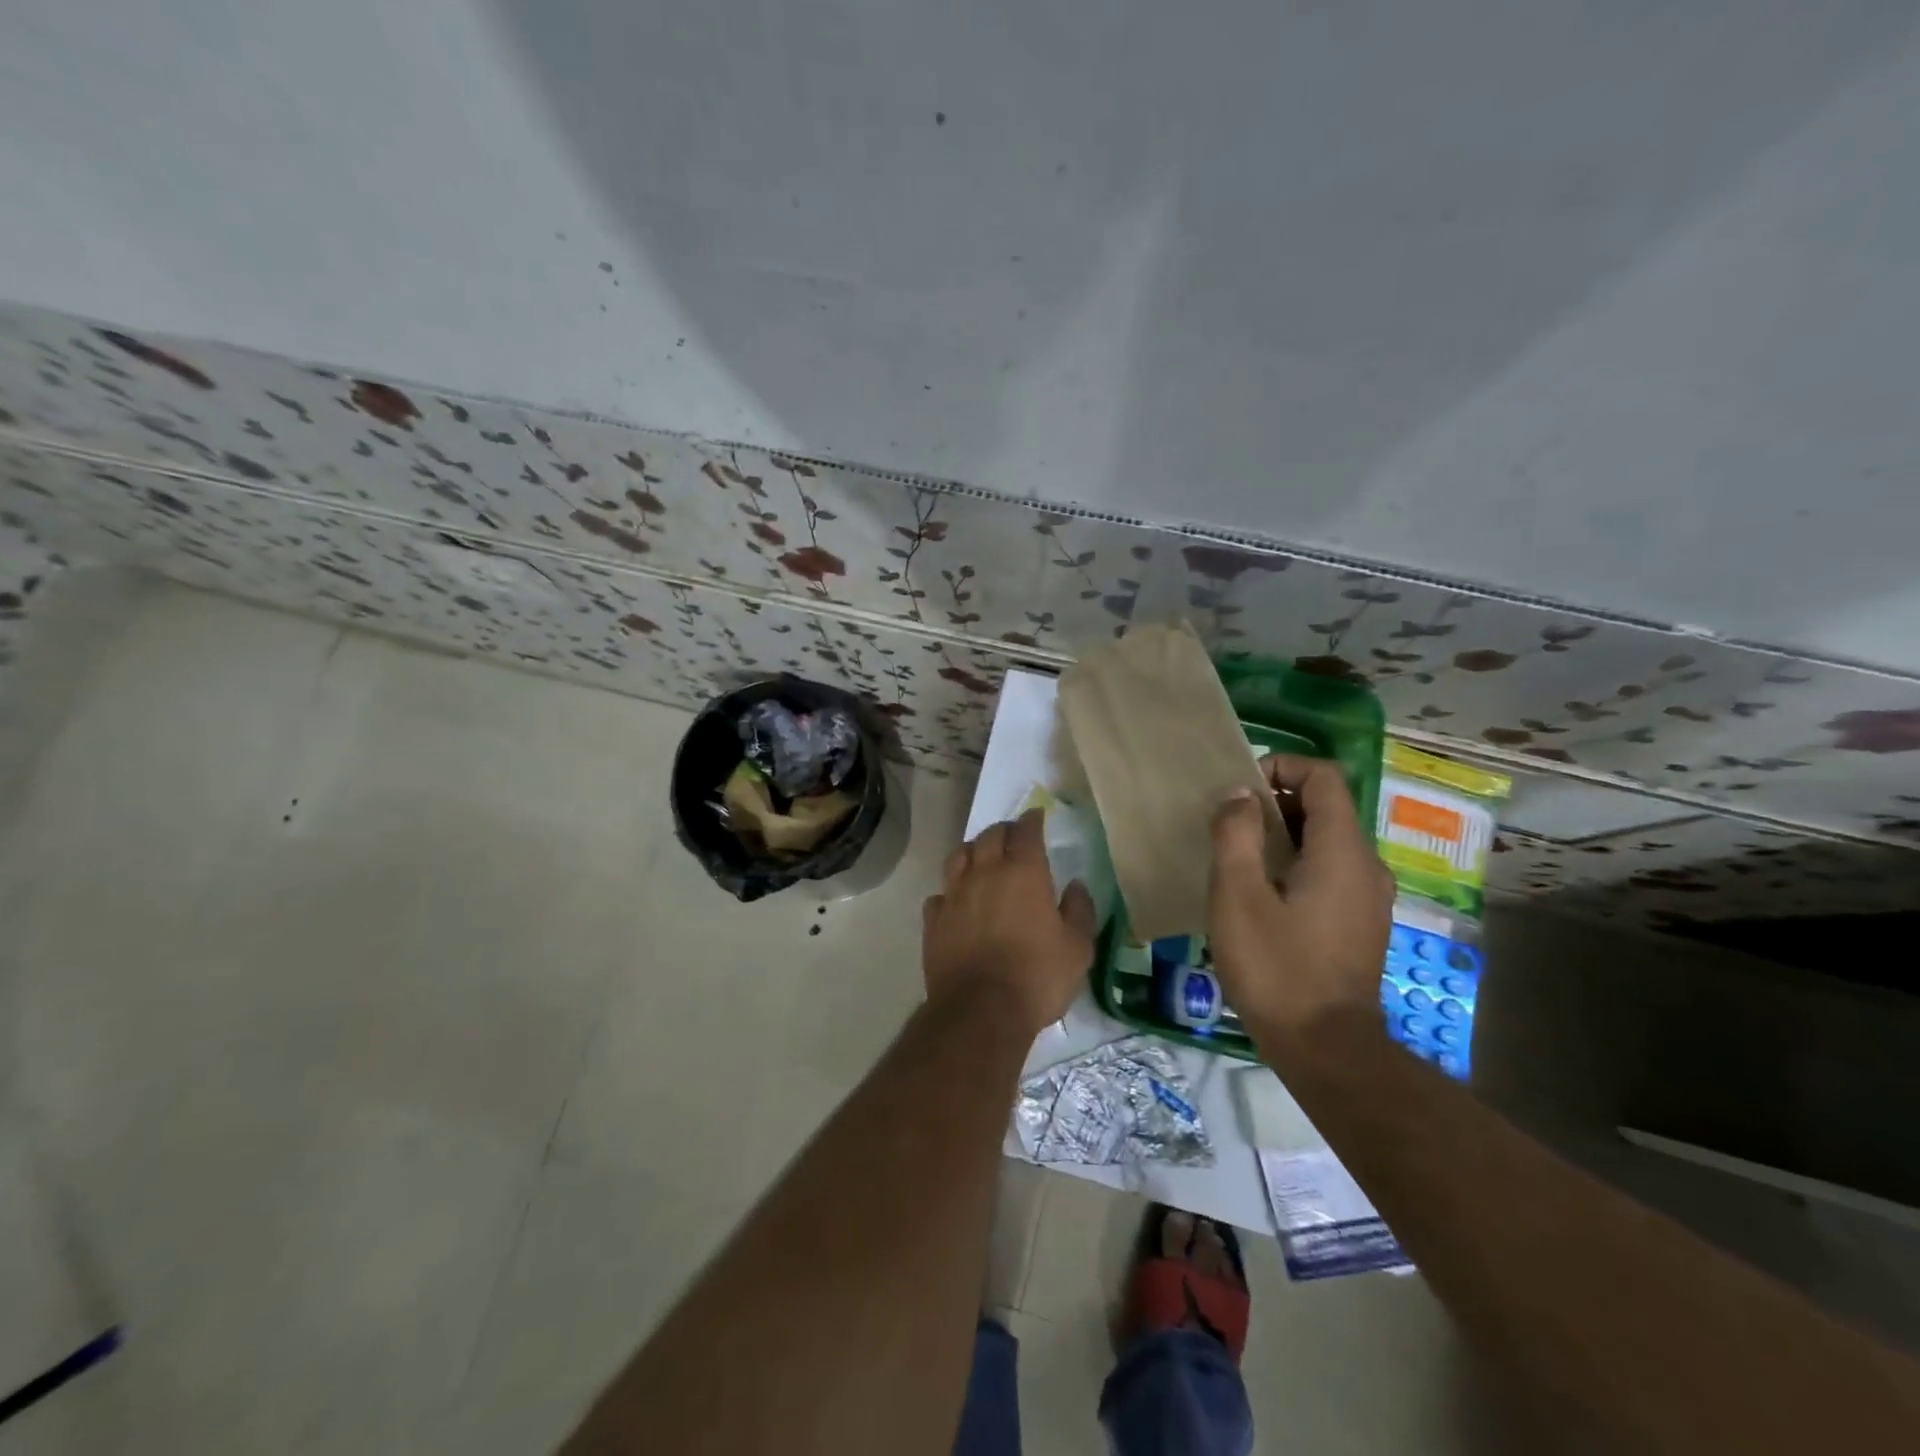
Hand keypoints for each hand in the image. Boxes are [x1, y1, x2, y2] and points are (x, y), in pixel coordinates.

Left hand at [923, 808, 1096, 1035]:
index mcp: (1023, 873)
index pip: (1026, 831)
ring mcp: (954, 895)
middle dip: (1003, 831)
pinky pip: (940, 894)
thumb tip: (1075, 885)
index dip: (1032, 820)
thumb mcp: (1077, 948)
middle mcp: (984, 873)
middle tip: (1013, 837)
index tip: (1037, 815)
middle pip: (989, 836)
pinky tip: (956, 901)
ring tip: (981, 858)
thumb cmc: (1037, 976)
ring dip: (972, 851)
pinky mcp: (934, 921)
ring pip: (958, 857)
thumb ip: (1079, 910)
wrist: (980, 1011)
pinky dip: (950, 891)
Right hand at [1207, 755, 1394, 1050]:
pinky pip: (1330, 871)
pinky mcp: (1361, 922)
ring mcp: (1369, 897)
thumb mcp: (1237, 896)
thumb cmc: (1276, 968)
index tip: (1240, 792)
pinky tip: (1261, 897)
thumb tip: (1239, 795)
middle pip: (1325, 807)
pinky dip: (1296, 864)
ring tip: (1237, 861)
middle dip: (1274, 804)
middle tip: (1228, 827)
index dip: (1281, 767)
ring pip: (1326, 841)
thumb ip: (1236, 835)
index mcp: (1342, 851)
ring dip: (1282, 836)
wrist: (1327, 1050)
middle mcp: (1367, 865)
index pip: (1324, 777)